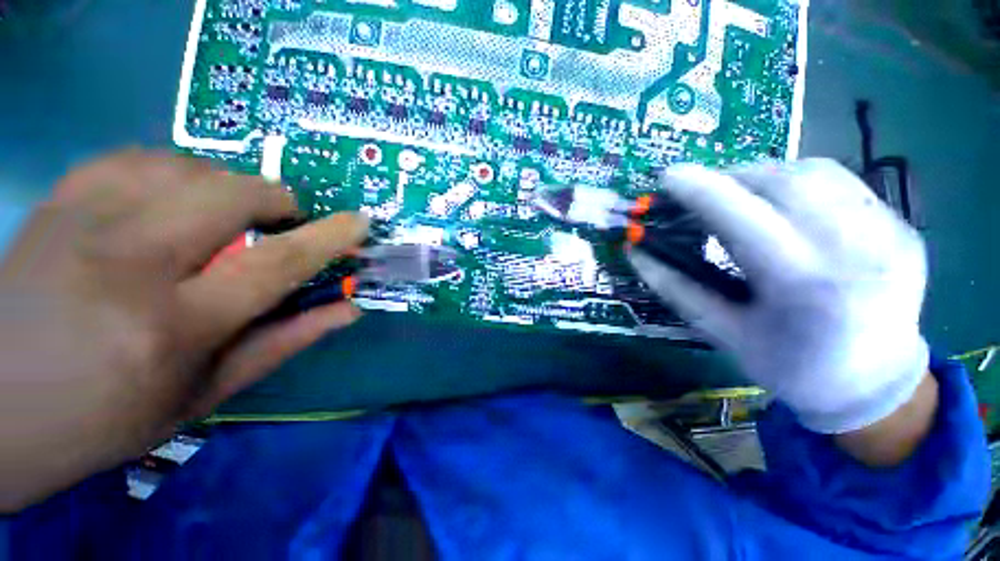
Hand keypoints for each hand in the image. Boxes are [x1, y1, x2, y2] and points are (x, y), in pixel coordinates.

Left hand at [0, 149, 367, 510]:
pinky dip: (175, 169)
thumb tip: (348, 310)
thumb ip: (285, 342)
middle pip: (229, 196)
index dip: (328, 238)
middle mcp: (128, 263)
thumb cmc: (103, 420)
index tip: (359, 222)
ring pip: (185, 167)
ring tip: (228, 213)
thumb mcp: (204, 396)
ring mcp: (83, 222)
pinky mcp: (58, 201)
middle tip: (284, 220)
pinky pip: (136, 158)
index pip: (275, 264)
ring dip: (227, 185)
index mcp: (172, 327)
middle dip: (275, 200)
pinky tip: (175, 196)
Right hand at [630, 159, 928, 434]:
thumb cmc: (792, 368)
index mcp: (805, 289)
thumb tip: (636, 253)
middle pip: (783, 182)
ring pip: (815, 172)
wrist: (875, 385)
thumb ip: (676, 288)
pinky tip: (780, 203)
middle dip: (729, 177)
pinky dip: (797, 181)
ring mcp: (889, 233)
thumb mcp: (724, 334)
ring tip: (736, 193)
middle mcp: (857, 250)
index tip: (667, 177)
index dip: (700, 190)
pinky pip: (841, 183)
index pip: (743, 218)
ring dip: (762, 174)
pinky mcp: (902, 225)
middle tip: (699, 190)